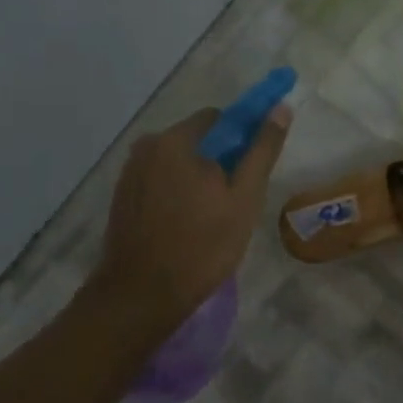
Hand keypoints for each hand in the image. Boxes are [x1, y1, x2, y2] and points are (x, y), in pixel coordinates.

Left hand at [92, 104, 290, 332]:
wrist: (143, 294)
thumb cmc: (202, 246)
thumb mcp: (244, 199)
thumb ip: (262, 151)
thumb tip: (280, 108)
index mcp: (176, 140)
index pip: (219, 119)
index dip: (241, 141)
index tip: (250, 174)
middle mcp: (146, 146)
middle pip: (196, 141)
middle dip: (218, 163)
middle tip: (233, 204)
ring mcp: (129, 172)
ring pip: (176, 164)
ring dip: (196, 180)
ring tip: (209, 220)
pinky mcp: (121, 197)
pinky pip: (159, 183)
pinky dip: (175, 195)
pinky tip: (184, 226)